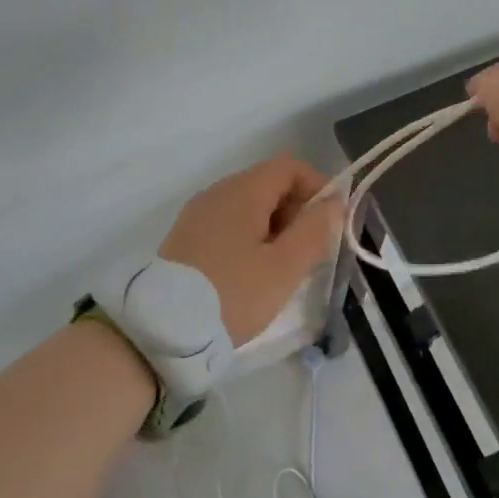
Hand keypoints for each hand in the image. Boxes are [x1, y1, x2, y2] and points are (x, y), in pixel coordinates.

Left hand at [160, 156, 344, 343]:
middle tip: (308, 253)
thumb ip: (314, 231)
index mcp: (242, 191)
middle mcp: (217, 193)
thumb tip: (334, 202)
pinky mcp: (184, 238)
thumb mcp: (284, 268)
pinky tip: (250, 274)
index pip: (289, 168)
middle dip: (296, 212)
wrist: (164, 329)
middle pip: (268, 185)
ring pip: (247, 207)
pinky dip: (248, 239)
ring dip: (273, 229)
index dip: (317, 187)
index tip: (330, 223)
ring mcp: (196, 215)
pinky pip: (227, 225)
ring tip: (281, 269)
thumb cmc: (233, 294)